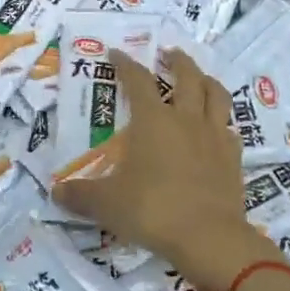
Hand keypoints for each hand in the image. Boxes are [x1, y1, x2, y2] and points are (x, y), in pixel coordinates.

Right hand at [53, 50, 280, 290]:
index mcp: (153, 120)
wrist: (209, 237)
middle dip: (177, 60)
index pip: (137, 80)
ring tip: (199, 79)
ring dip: (206, 81)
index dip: (126, 63)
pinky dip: (221, 122)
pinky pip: (229, 129)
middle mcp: (186, 119)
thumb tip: (56, 193)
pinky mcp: (233, 158)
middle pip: (187, 76)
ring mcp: (214, 137)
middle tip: (168, 53)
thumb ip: (80, 195)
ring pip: (216, 95)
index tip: (116, 53)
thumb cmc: (152, 210)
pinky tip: (216, 129)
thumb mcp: (106, 204)